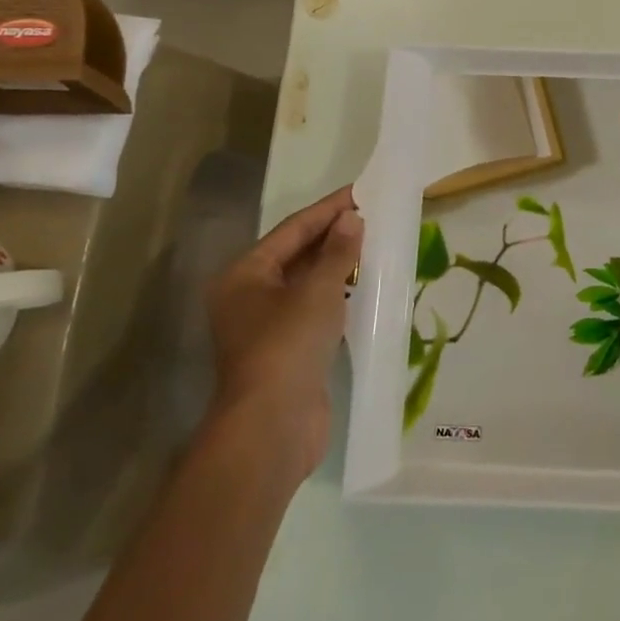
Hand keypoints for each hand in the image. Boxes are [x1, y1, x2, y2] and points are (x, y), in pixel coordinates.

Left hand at [204, 186, 360, 487]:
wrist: (272, 428)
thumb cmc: (287, 346)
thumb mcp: (318, 291)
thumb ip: (337, 252)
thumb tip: (351, 219)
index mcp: (245, 275)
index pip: (292, 230)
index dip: (328, 209)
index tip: (361, 192)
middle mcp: (249, 297)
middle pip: (296, 255)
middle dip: (333, 236)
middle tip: (373, 216)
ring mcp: (267, 327)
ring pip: (307, 283)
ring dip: (338, 266)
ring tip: (374, 245)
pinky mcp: (287, 352)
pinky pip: (315, 310)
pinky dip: (338, 295)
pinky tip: (365, 286)